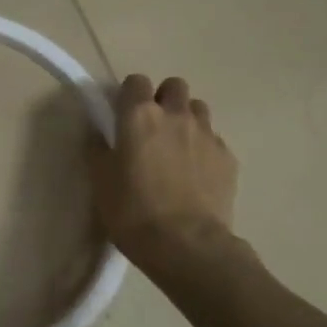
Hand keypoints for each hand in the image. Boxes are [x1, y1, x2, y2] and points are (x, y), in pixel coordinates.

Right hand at [90, 75, 238, 275]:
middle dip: (163, 99)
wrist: (186, 245)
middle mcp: (175, 115)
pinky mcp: (228, 158)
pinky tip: (195, 174)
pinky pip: (214, 140)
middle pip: (173, 86)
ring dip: (186, 119)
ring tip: (176, 148)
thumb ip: (98, 149)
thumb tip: (99, 133)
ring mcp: (207, 135)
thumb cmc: (132, 210)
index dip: (128, 95)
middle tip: (151, 128)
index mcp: (139, 115)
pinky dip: (203, 148)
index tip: (122, 115)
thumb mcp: (100, 181)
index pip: (135, 81)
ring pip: (198, 109)